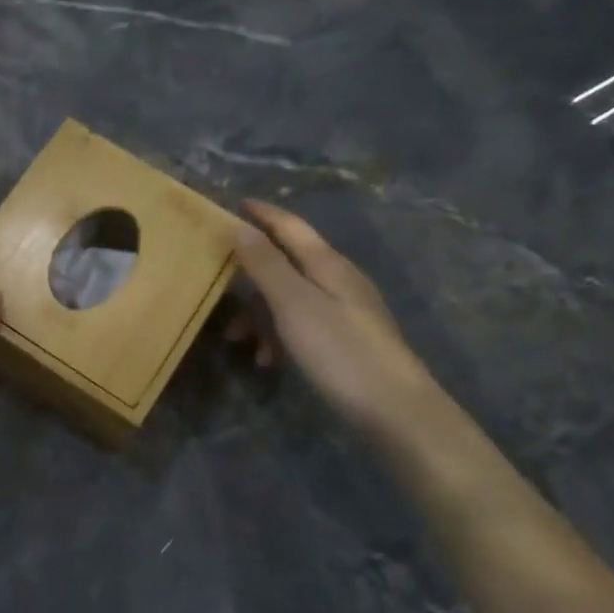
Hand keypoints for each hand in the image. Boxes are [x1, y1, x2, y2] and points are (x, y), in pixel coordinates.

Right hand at [228, 200, 435, 435]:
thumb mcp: (294, 304)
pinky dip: (280, 336)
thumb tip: (239, 226)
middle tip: (218, 285)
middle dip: (251, 276)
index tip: (236, 203)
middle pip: (287, 264)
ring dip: (260, 315)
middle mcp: (338, 280)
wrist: (395, 409)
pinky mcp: (346, 339)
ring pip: (290, 299)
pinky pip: (302, 325)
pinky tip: (269, 360)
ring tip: (238, 341)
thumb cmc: (339, 351)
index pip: (290, 226)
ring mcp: (345, 310)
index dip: (263, 214)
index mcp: (327, 264)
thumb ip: (266, 265)